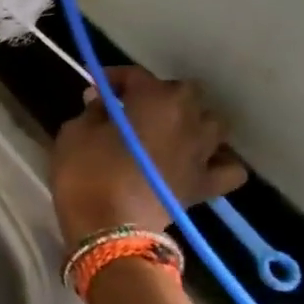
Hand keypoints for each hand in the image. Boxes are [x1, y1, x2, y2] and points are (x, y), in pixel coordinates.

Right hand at [50, 67, 246, 244]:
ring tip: (167, 131)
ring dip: (190, 122)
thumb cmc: (86, 172)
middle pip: (181, 92)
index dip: (113, 78)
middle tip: (130, 109)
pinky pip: (228, 167)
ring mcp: (202, 152)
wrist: (108, 227)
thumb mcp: (75, 132)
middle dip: (157, 95)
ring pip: (211, 123)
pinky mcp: (206, 184)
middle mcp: (188, 118)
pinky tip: (199, 161)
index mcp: (155, 99)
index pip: (136, 76)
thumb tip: (103, 102)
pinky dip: (218, 161)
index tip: (94, 86)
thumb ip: (93, 110)